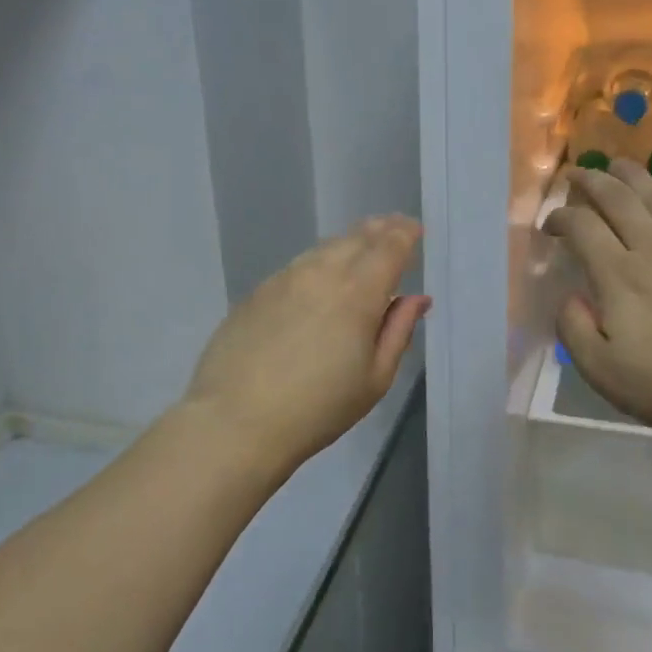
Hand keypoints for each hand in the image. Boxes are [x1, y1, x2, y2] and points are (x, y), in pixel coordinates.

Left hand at [182, 216, 429, 480]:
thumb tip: (416, 298)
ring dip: (348, 243)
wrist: (235, 421)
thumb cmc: (317, 409)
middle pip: (356, 237)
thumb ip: (398, 331)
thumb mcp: (374, 379)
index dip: (406, 233)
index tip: (415, 230)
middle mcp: (321, 273)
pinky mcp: (257, 292)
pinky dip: (318, 263)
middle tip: (393, 230)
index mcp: (358, 292)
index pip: (389, 246)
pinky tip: (319, 279)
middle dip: (379, 230)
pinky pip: (297, 266)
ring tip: (360, 250)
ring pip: (324, 248)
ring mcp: (284, 279)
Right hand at [544, 161, 651, 442]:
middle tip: (577, 174)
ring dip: (633, 175)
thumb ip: (574, 329)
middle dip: (592, 181)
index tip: (550, 227)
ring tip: (617, 164)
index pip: (581, 227)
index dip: (560, 218)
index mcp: (617, 276)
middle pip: (617, 199)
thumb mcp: (601, 371)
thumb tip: (569, 297)